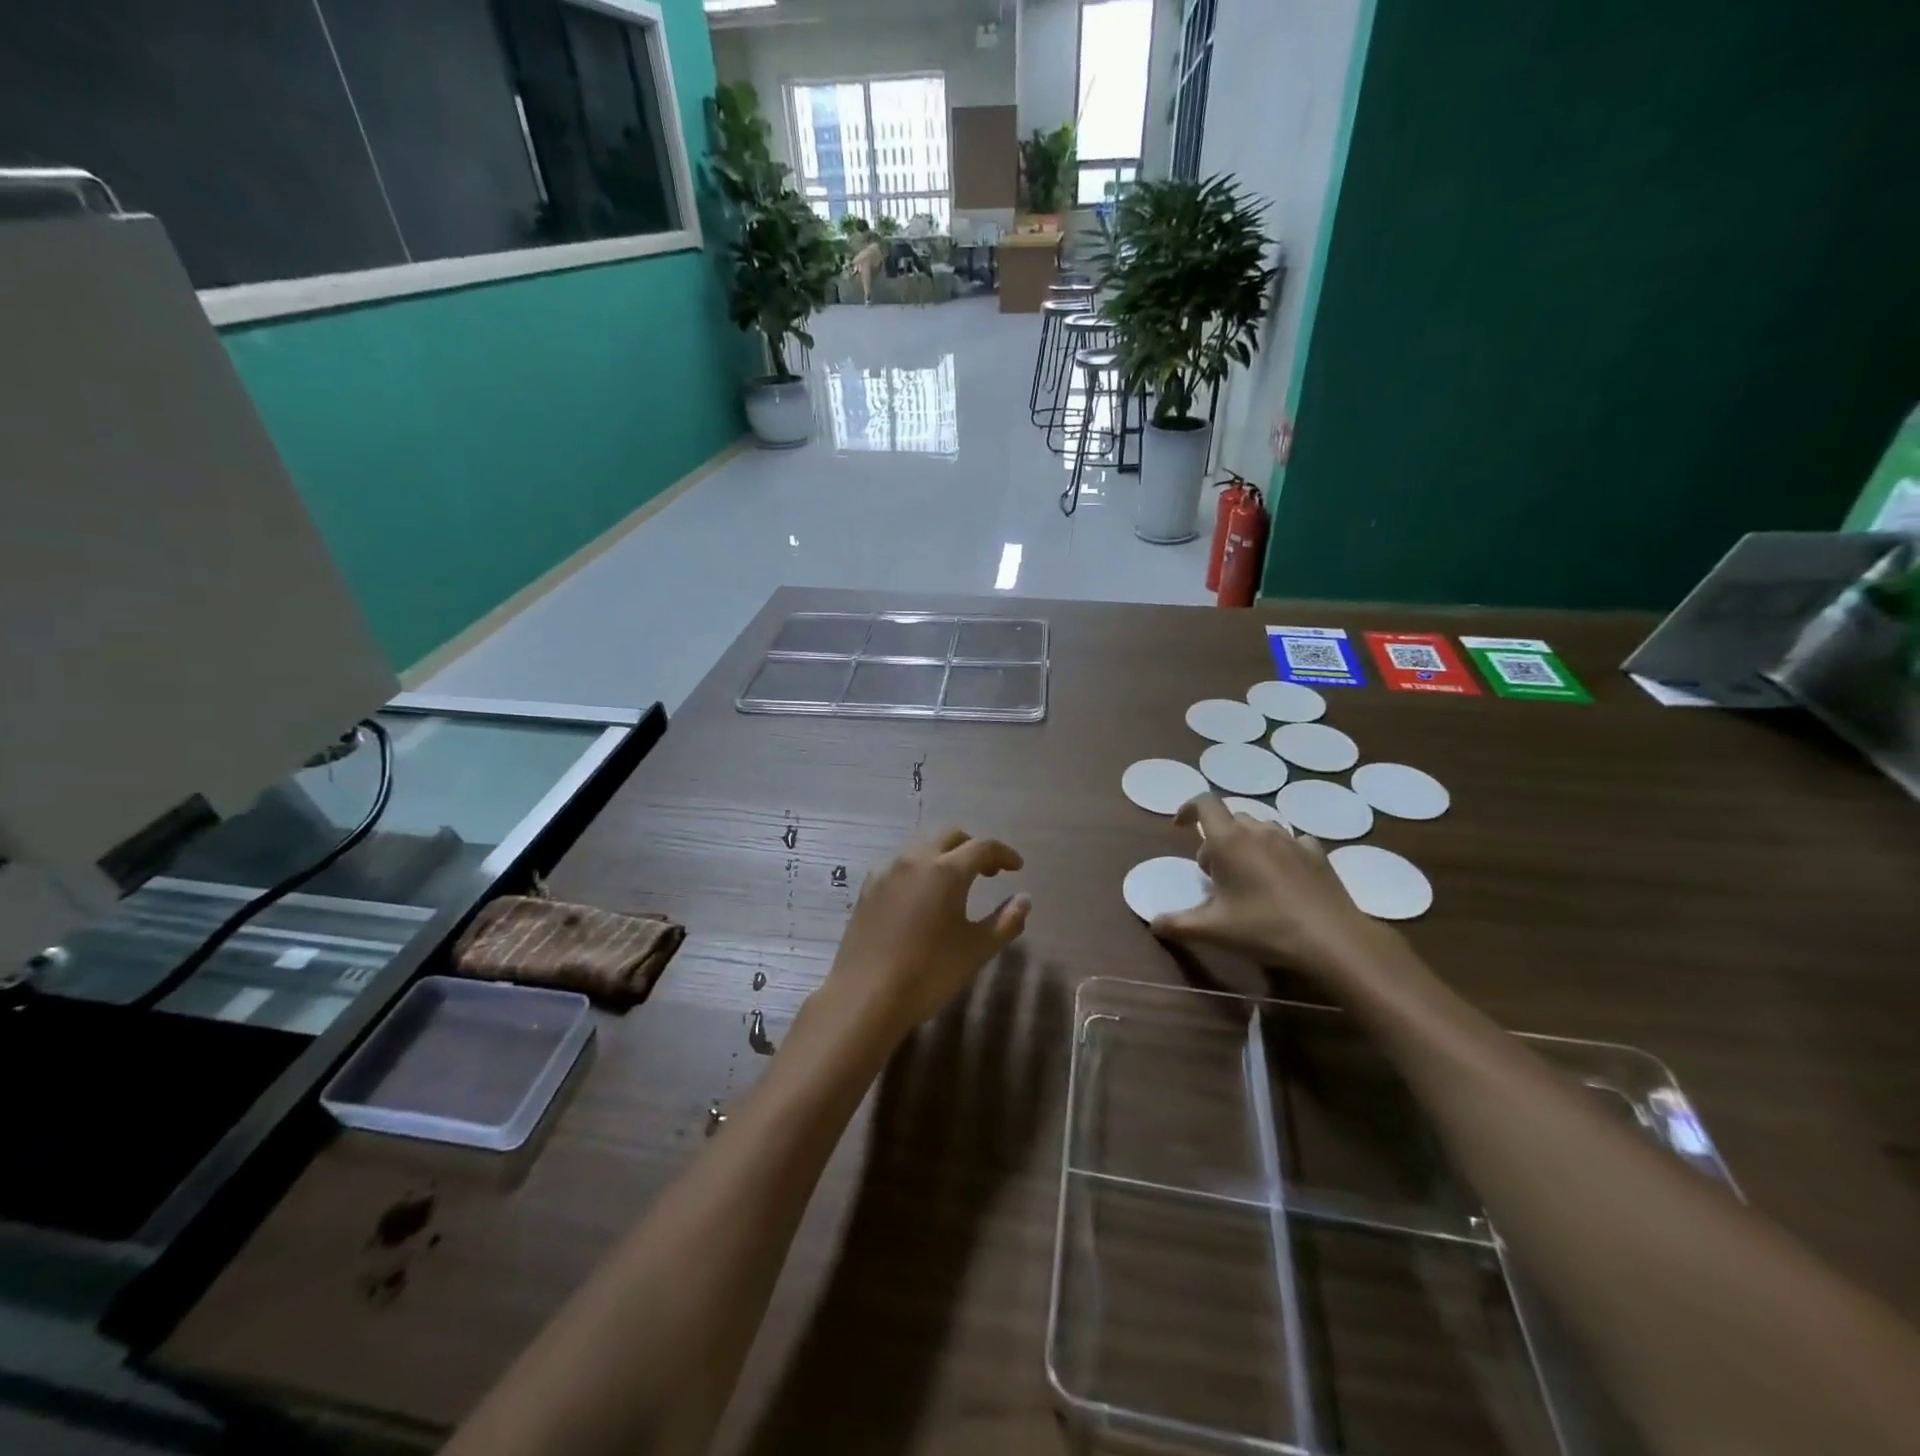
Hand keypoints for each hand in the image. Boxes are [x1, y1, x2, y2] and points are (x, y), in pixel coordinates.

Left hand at [821, 828, 1030, 1048]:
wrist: (865, 996)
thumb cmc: (929, 973)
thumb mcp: (976, 949)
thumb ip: (1005, 921)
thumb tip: (1024, 899)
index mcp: (946, 870)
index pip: (982, 847)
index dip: (1004, 854)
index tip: (1017, 868)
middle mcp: (915, 859)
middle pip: (951, 837)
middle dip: (974, 848)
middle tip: (989, 873)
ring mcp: (887, 871)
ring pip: (922, 847)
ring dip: (945, 856)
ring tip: (956, 884)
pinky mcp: (868, 888)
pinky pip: (900, 865)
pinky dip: (919, 869)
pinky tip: (922, 896)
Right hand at [1151, 795, 1394, 980]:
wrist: (1332, 940)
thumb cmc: (1264, 928)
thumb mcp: (1212, 931)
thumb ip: (1177, 924)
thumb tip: (1154, 923)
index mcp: (1229, 841)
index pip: (1204, 803)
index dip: (1188, 808)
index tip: (1180, 827)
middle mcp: (1259, 831)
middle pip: (1231, 819)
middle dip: (1217, 839)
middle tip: (1214, 873)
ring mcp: (1292, 840)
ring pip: (1261, 828)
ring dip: (1247, 844)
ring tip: (1247, 876)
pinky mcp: (1317, 854)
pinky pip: (1291, 842)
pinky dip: (1279, 852)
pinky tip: (1283, 877)